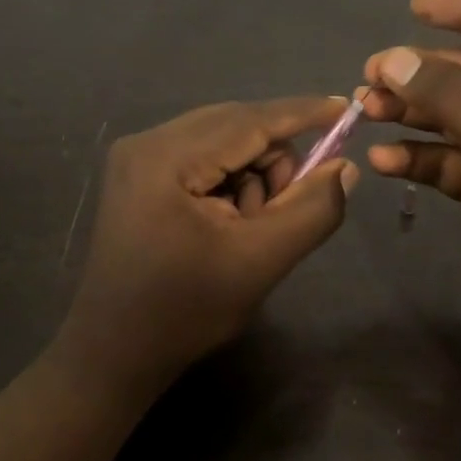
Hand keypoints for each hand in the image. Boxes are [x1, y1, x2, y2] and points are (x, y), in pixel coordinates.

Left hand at [55, 98, 357, 401]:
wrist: (114, 352)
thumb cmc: (185, 311)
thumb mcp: (260, 262)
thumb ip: (311, 210)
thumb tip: (344, 167)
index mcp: (166, 157)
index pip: (249, 120)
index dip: (303, 113)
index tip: (347, 108)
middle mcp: (146, 141)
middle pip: (234, 126)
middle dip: (274, 160)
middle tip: (283, 210)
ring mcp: (137, 156)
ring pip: (221, 141)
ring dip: (252, 175)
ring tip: (248, 227)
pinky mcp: (138, 173)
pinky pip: (201, 156)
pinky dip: (229, 181)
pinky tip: (227, 222)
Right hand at [362, 0, 460, 371]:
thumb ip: (449, 93)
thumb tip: (393, 59)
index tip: (415, 7)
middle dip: (424, 74)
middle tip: (372, 74)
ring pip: (455, 117)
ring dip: (412, 114)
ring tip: (366, 111)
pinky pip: (448, 160)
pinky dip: (417, 157)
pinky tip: (384, 162)